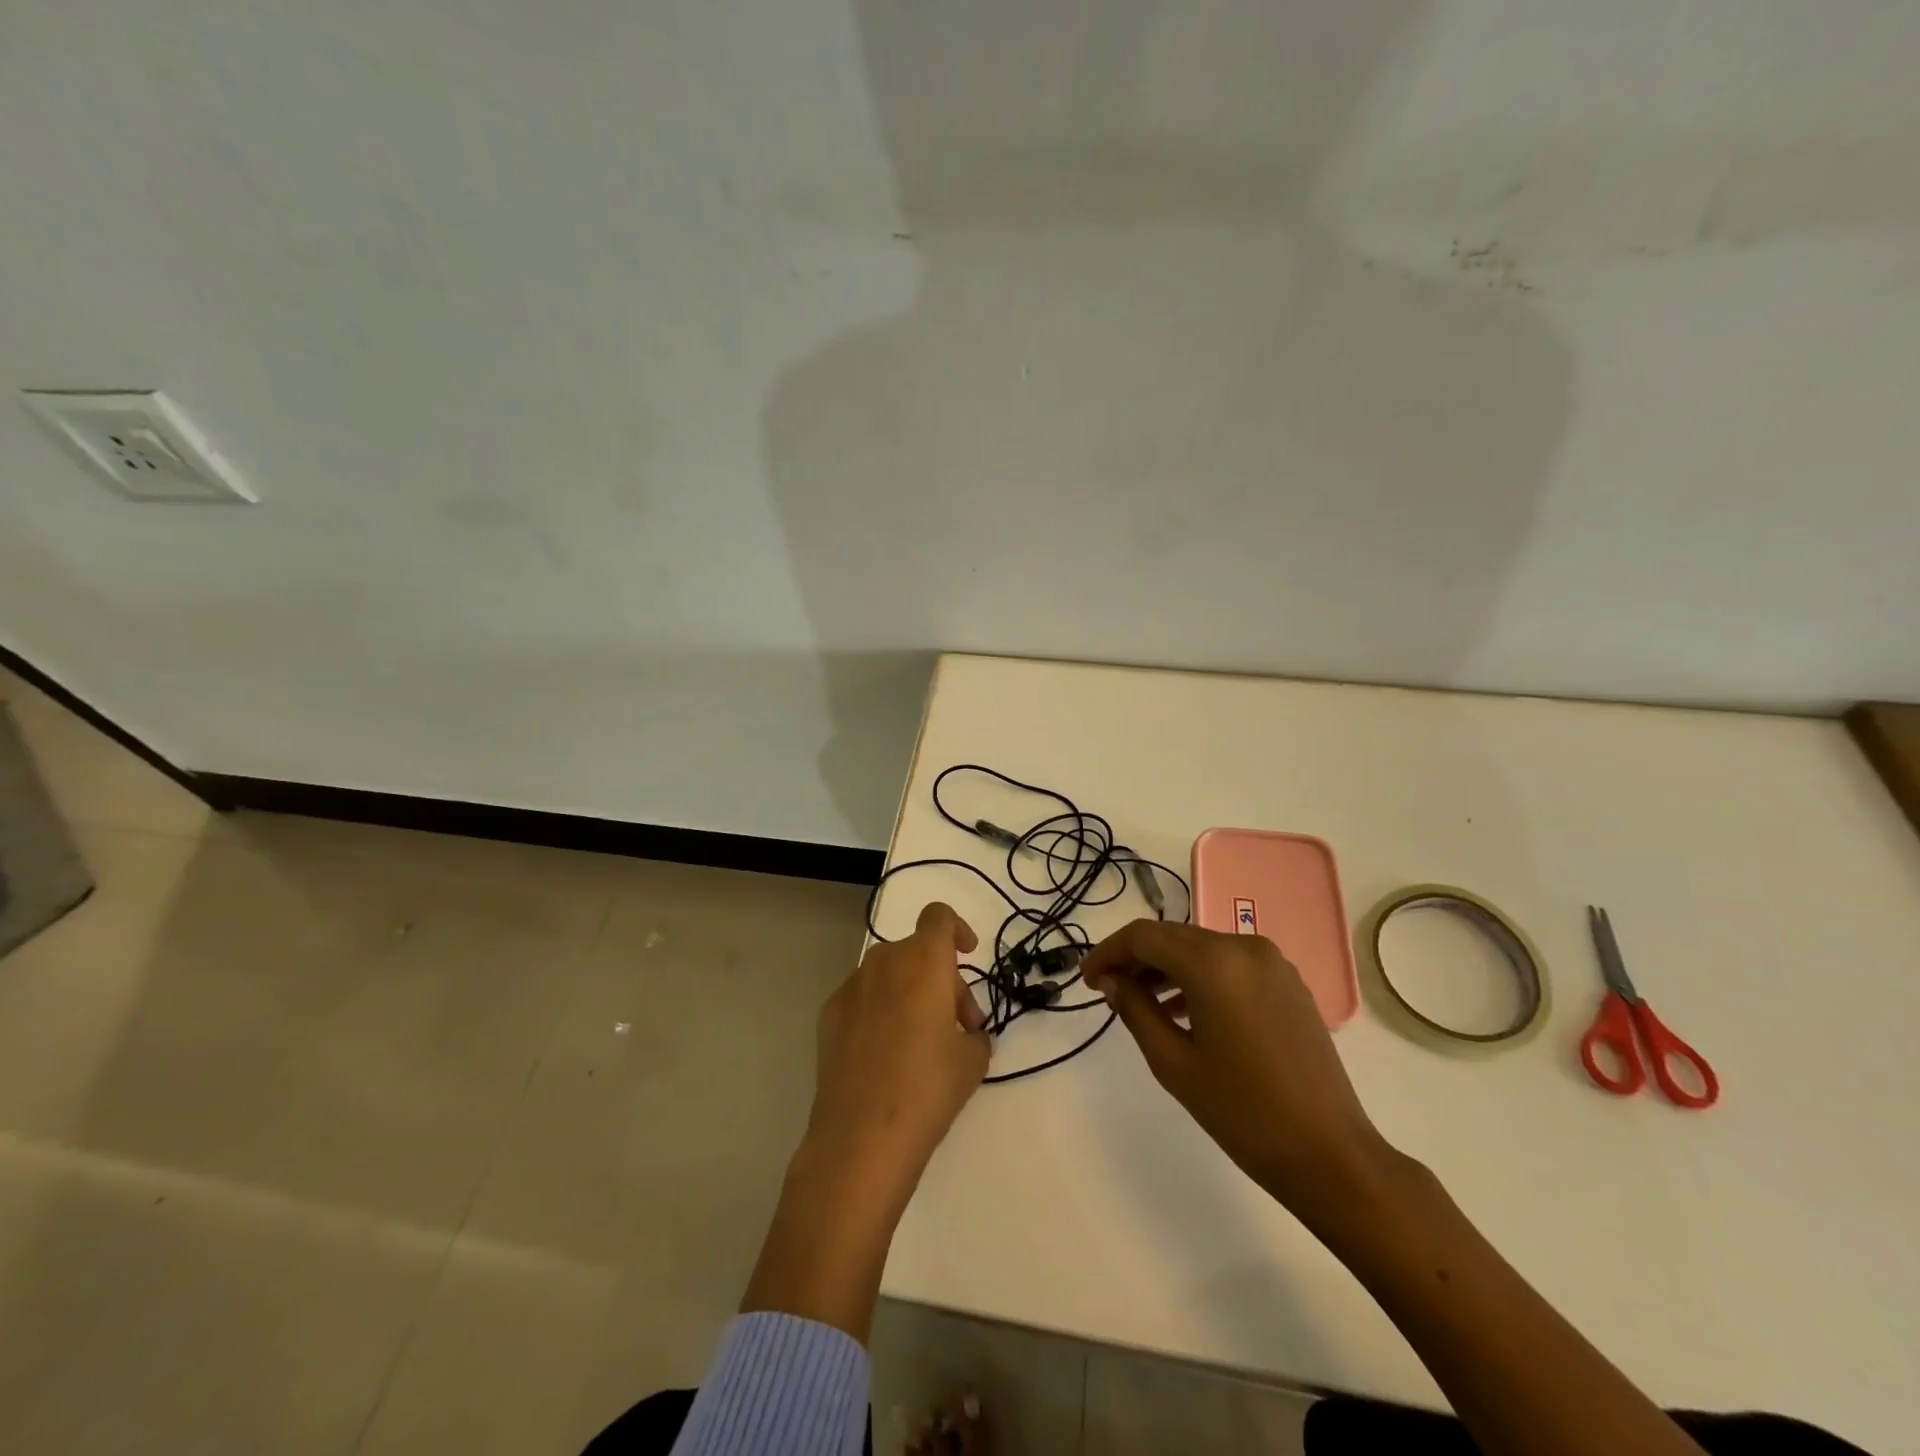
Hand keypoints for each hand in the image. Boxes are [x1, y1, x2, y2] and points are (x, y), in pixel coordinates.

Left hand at [805, 902, 990, 1196]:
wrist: (860, 1137)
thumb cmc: (927, 1088)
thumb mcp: (972, 1061)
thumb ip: (974, 1034)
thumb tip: (965, 1034)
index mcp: (923, 961)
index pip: (939, 916)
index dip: (957, 928)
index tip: (968, 954)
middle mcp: (884, 962)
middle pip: (918, 951)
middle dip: (942, 979)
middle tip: (960, 1027)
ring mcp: (851, 987)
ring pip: (891, 974)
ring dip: (912, 993)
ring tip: (923, 1044)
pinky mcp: (829, 1015)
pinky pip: (865, 998)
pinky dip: (881, 1011)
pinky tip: (886, 1055)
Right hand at [1081, 920, 1388, 1212]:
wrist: (1330, 1154)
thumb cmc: (1243, 1112)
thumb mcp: (1173, 1062)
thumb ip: (1135, 1009)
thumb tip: (1111, 981)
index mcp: (1214, 962)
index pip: (1144, 937)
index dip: (1108, 952)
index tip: (1086, 979)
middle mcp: (1243, 947)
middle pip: (1173, 936)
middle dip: (1135, 958)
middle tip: (1107, 988)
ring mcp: (1272, 962)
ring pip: (1201, 948)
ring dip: (1167, 967)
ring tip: (1140, 1001)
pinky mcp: (1288, 982)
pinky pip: (1230, 964)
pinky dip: (1199, 976)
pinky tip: (1184, 1009)